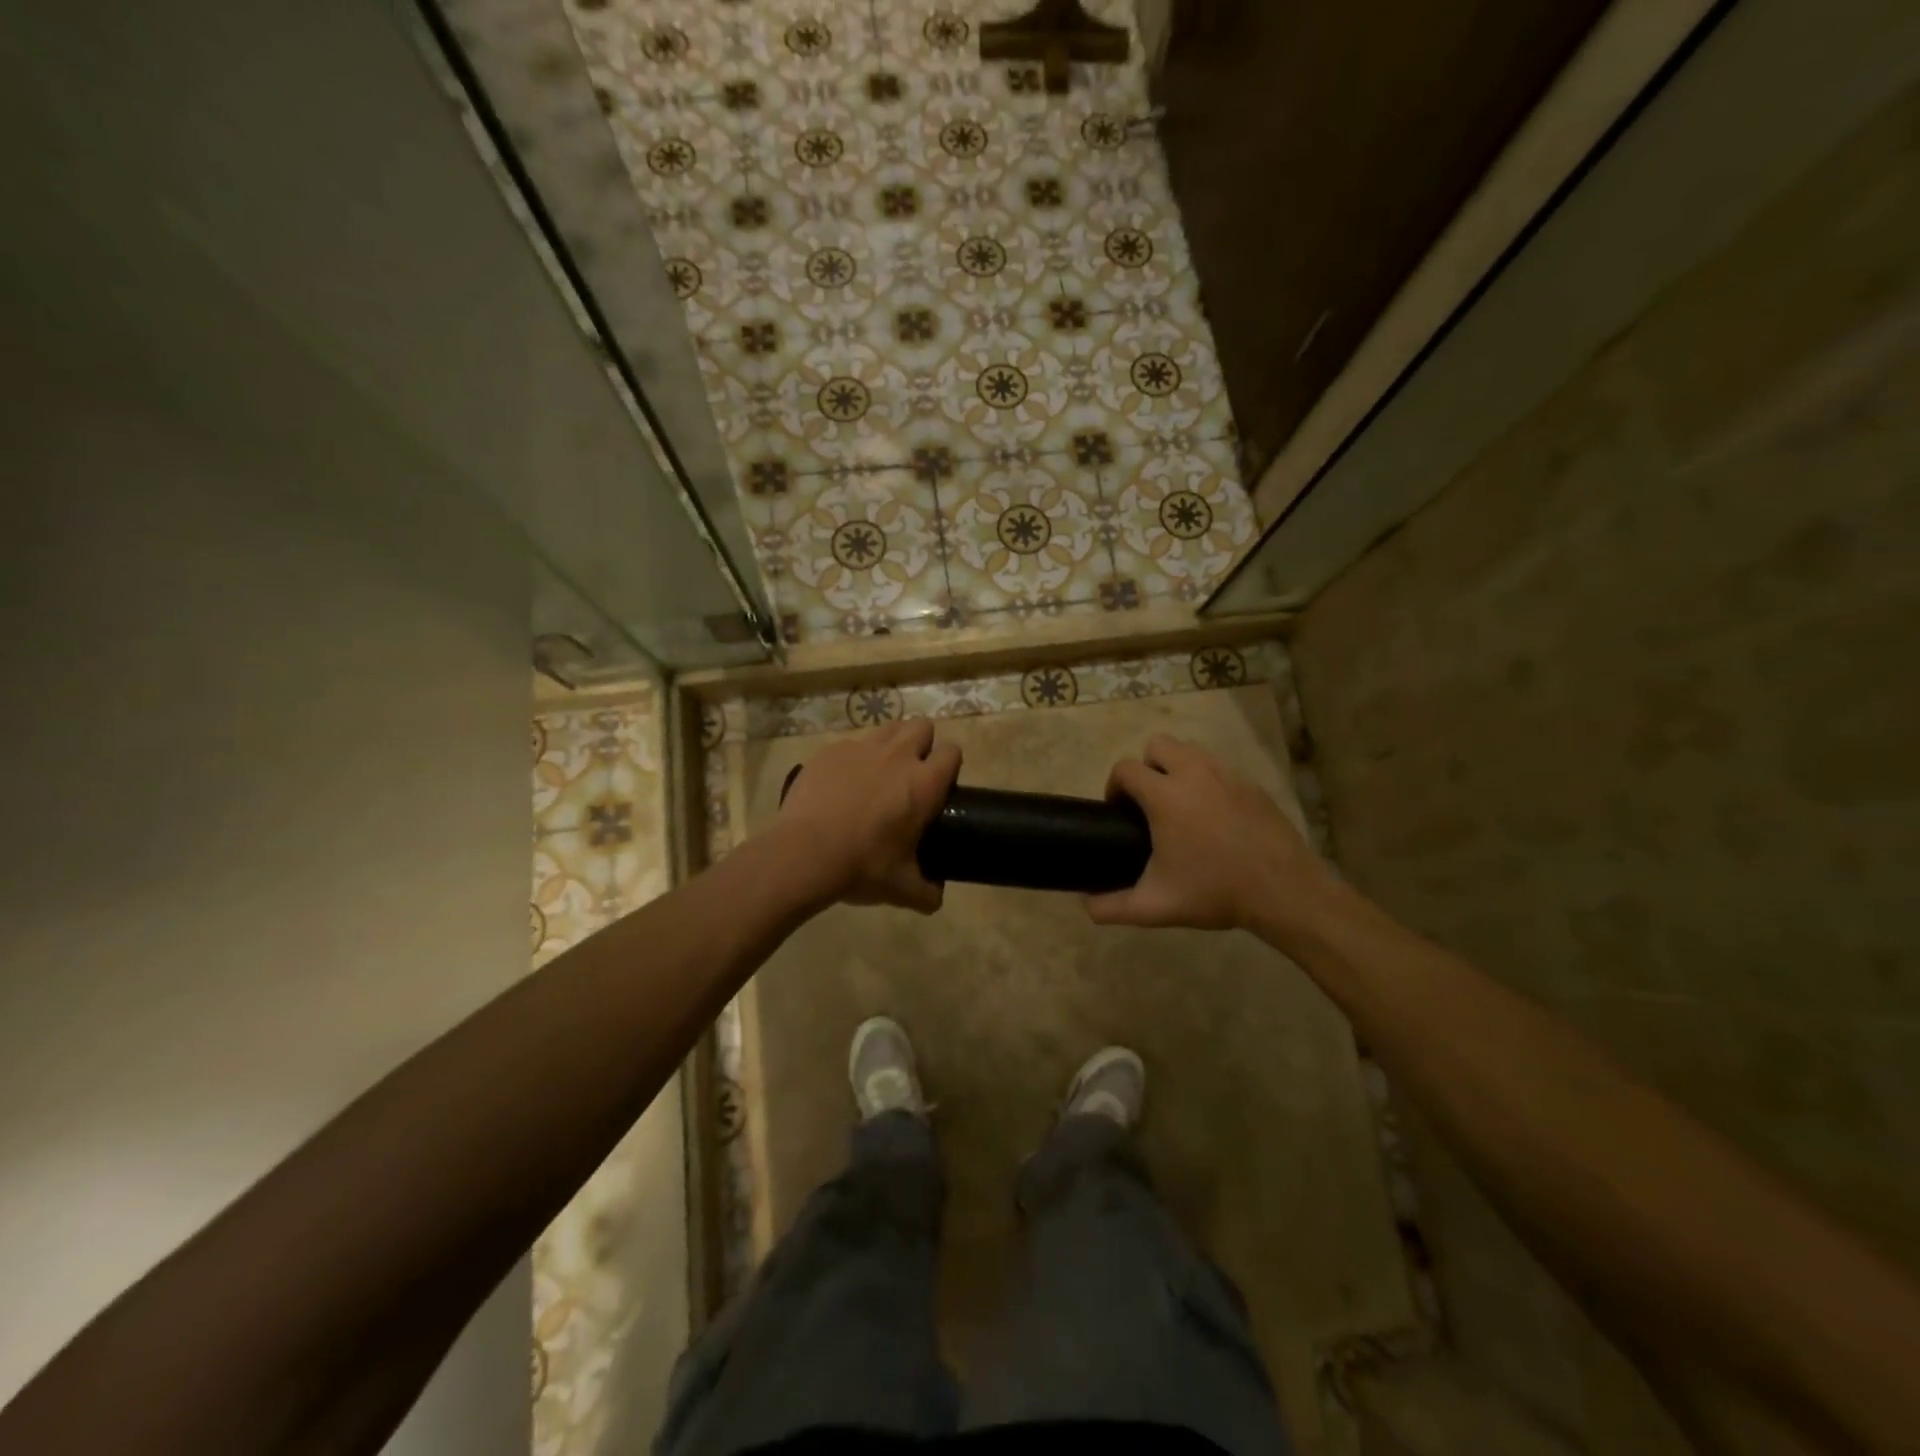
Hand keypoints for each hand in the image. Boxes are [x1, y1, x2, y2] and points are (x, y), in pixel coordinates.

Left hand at [764, 719, 960, 914]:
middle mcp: (897, 756)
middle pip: (922, 726)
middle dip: (922, 744)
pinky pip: (851, 744)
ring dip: (892, 743)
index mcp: (923, 784)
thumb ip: (926, 893)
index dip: (949, 765)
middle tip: (911, 775)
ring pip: (888, 728)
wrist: (803, 855)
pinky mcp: (829, 751)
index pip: (952, 752)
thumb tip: (936, 898)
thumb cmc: (861, 867)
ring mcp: (860, 749)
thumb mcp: (901, 889)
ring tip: (879, 772)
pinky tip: (841, 784)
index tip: (940, 784)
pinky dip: (853, 758)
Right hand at [1086, 734, 1335, 932]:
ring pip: (1191, 751)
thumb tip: (1086, 904)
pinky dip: (1208, 781)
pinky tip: (1214, 816)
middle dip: (1146, 767)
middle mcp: (1194, 773)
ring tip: (1180, 805)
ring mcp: (1227, 775)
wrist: (1283, 890)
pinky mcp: (1252, 785)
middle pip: (1158, 744)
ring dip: (1177, 767)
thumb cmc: (1215, 892)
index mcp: (1165, 795)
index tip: (1118, 811)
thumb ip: (1112, 907)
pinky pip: (1219, 768)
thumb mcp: (1155, 907)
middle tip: (1149, 803)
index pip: (1125, 768)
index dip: (1114, 786)